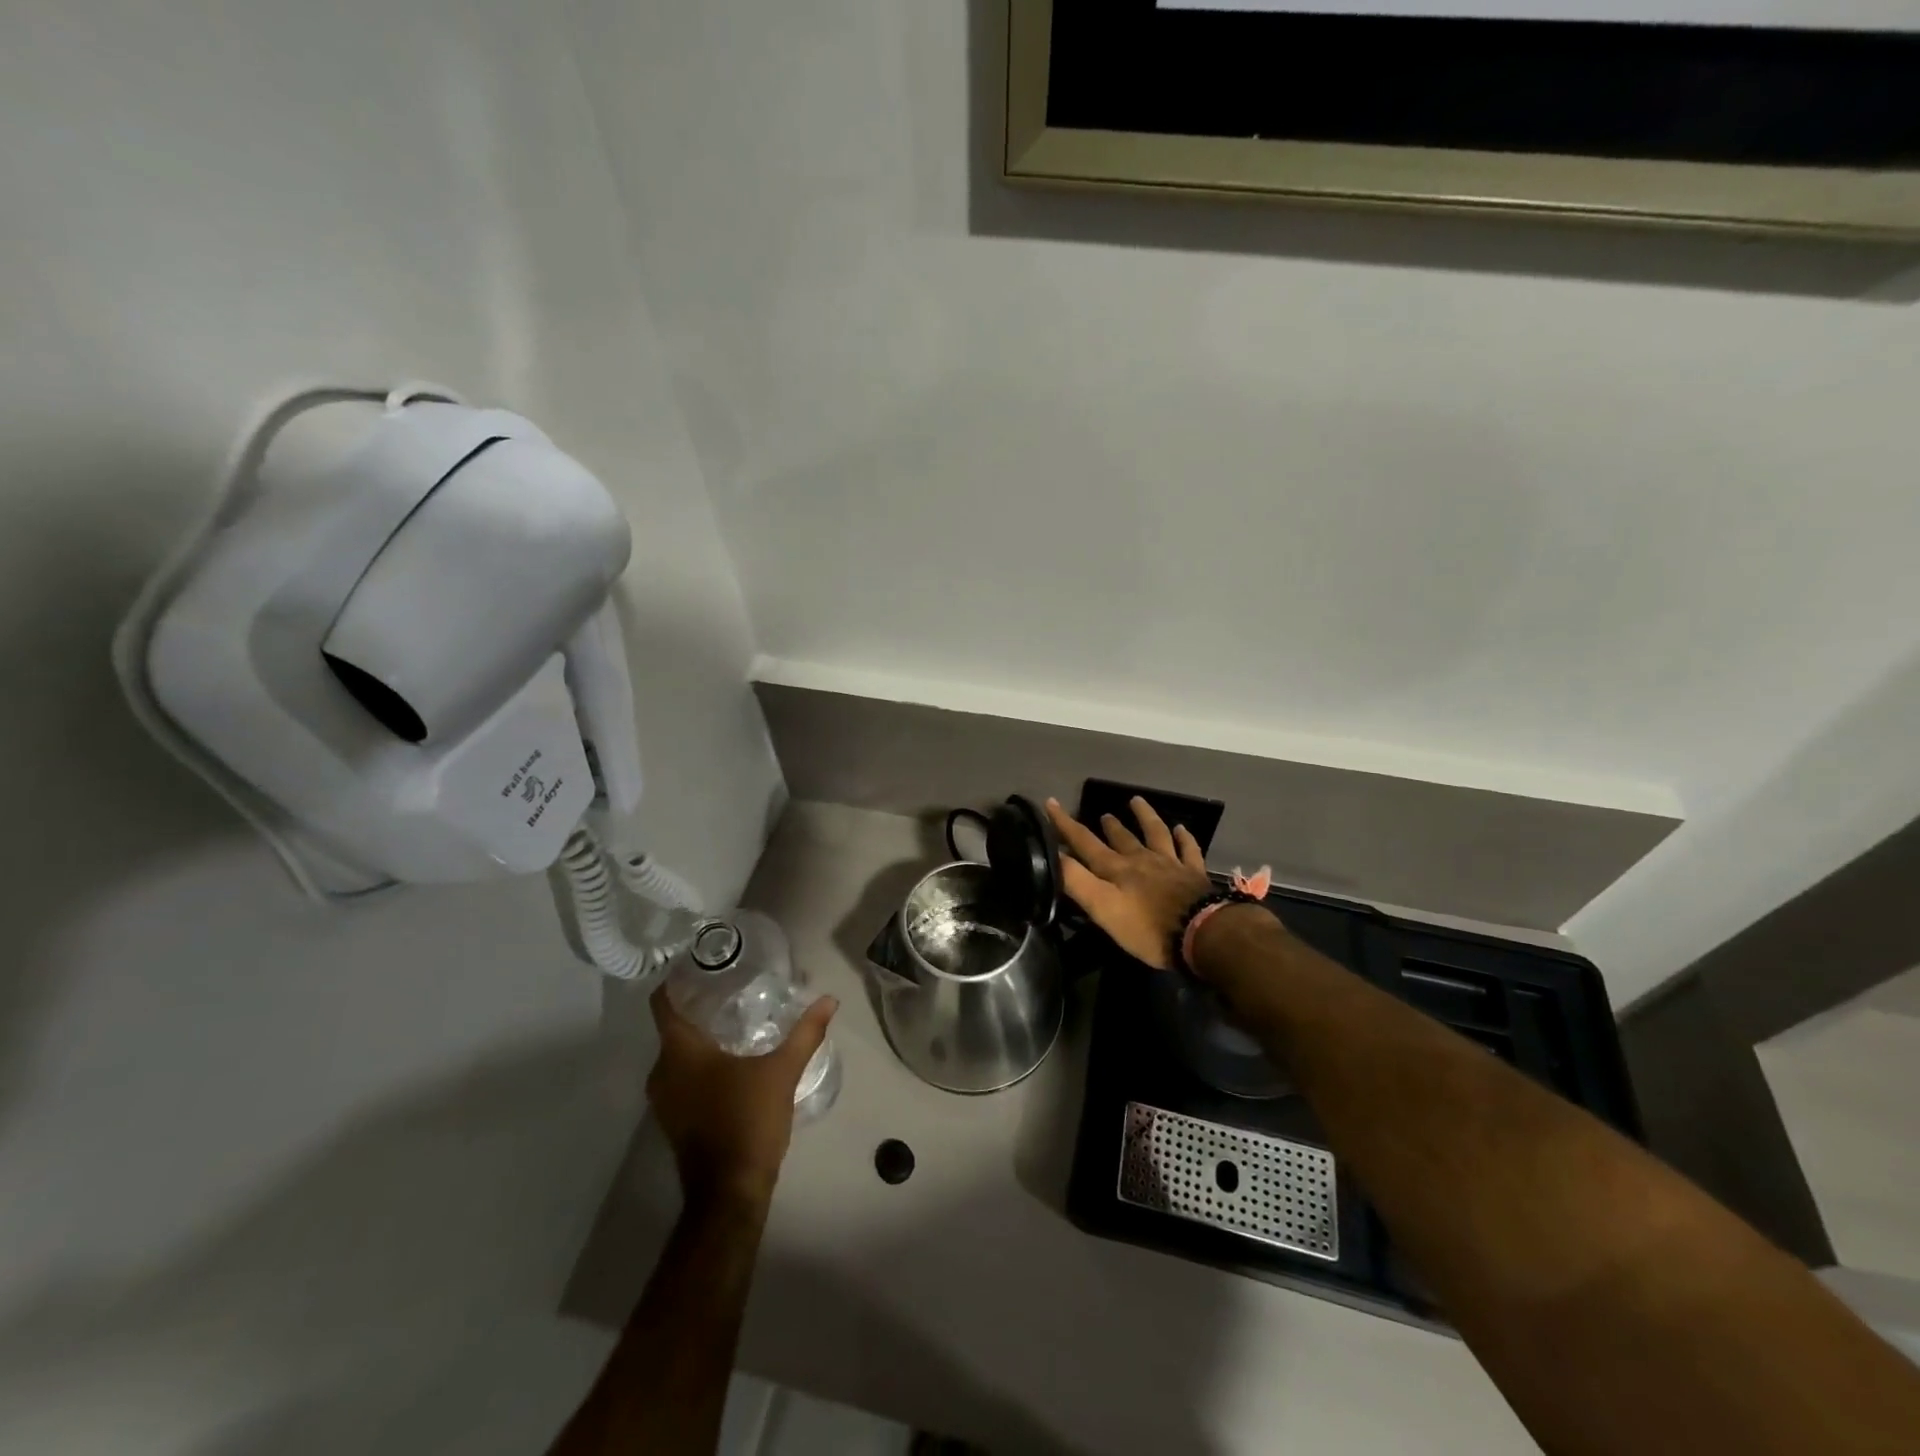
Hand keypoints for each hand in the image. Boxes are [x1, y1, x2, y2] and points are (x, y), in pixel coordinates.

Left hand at [646, 987, 837, 1210]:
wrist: (729, 1191)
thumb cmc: (748, 1121)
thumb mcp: (782, 1071)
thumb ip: (805, 1032)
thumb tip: (829, 1000)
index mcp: (680, 1051)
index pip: (663, 1003)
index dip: (676, 980)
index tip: (699, 964)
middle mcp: (662, 1070)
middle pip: (672, 1026)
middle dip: (697, 1006)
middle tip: (729, 986)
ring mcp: (664, 1099)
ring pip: (676, 1053)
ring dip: (698, 1036)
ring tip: (733, 1016)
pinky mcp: (673, 1118)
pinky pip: (680, 1076)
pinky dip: (698, 1062)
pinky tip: (729, 1058)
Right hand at [1045, 796, 1212, 970]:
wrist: (1202, 933)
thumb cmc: (1147, 928)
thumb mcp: (1102, 908)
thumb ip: (1076, 881)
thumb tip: (1052, 855)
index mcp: (1116, 869)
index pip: (1084, 842)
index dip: (1065, 824)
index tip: (1051, 802)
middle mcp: (1141, 860)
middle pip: (1121, 838)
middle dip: (1108, 826)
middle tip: (1103, 814)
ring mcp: (1170, 864)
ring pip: (1155, 834)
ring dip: (1144, 817)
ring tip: (1136, 801)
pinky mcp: (1194, 875)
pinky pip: (1188, 850)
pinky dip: (1184, 837)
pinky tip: (1181, 828)